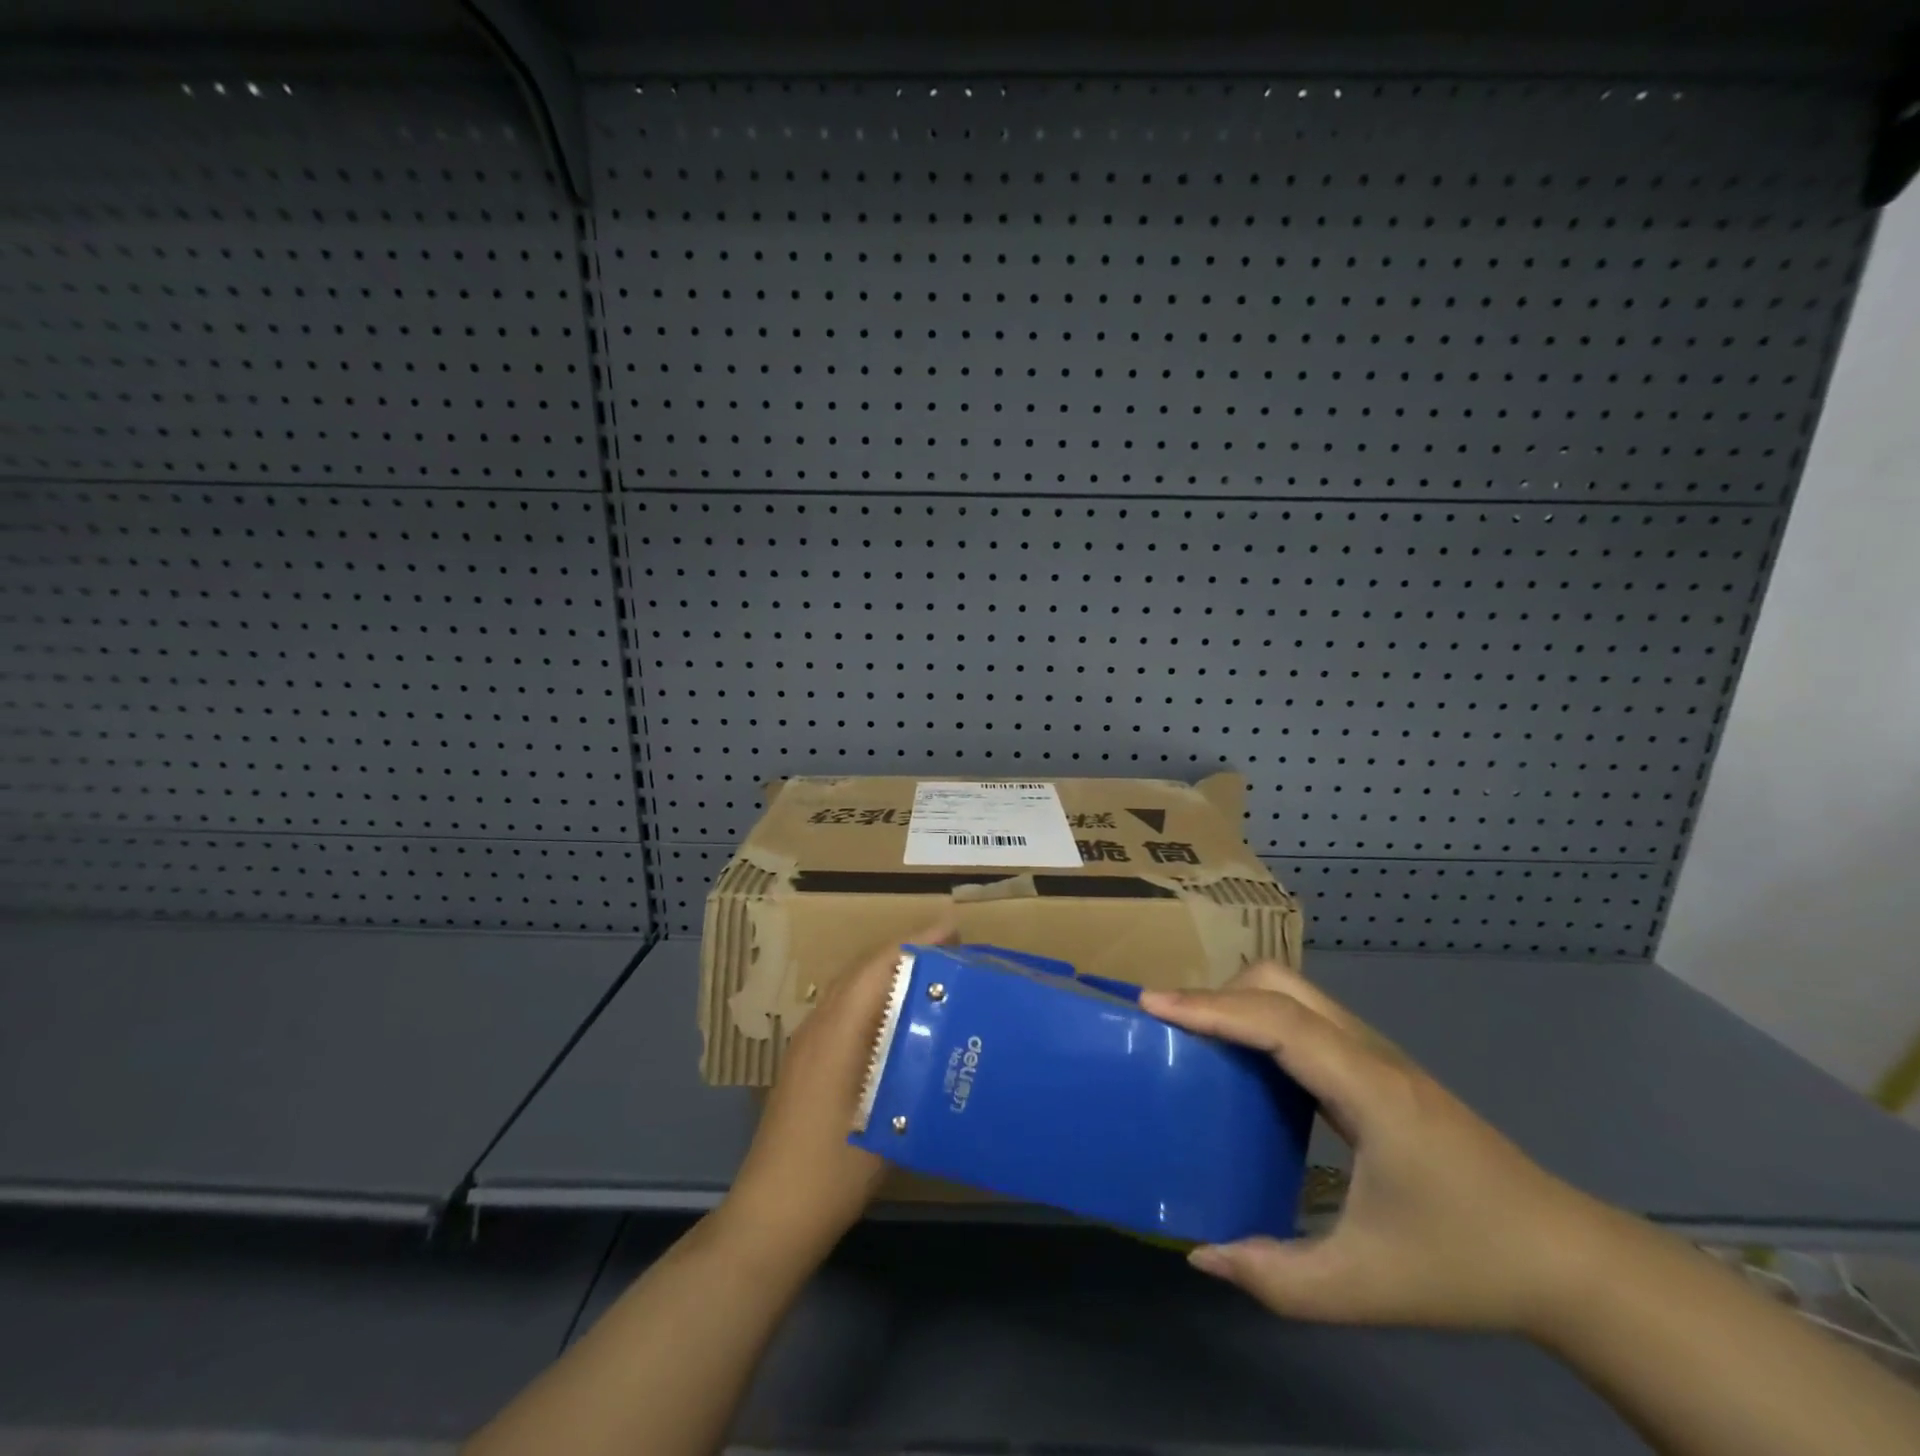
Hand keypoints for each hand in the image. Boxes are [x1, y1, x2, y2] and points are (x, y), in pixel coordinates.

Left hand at [717, 923, 952, 1264]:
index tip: (954, 930)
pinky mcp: (805, 1062)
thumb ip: (915, 1074)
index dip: (916, 943)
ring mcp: (807, 1043)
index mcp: (837, 1032)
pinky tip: (898, 1018)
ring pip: (850, 986)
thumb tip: (952, 1038)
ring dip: (889, 971)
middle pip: (862, 968)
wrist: (770, 1216)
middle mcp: (818, 1026)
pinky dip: (874, 995)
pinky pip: (843, 1007)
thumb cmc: (832, 1172)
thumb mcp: (888, 1122)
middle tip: (953, 950)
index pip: (878, 966)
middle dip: (906, 951)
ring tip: (932, 975)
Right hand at [1142, 963, 1611, 1335]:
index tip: (1152, 1003)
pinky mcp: (1377, 1066)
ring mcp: (1376, 1053)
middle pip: (1282, 982)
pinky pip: (1306, 1018)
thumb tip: (1201, 1252)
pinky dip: (1263, 1019)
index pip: (1276, 1020)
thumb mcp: (1365, 1287)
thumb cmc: (1465, 1263)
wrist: (1562, 1257)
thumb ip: (1277, 1277)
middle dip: (1219, 992)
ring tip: (1198, 1038)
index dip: (1210, 1006)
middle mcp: (1368, 1052)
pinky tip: (1248, 1064)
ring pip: (1295, 991)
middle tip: (1174, 1026)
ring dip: (1240, 1001)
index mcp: (1367, 1089)